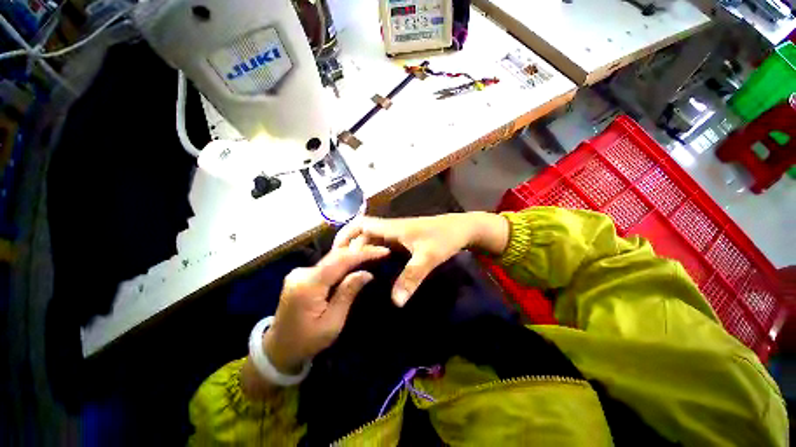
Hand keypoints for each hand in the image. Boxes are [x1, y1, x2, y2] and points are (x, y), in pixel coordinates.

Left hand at [263, 245, 390, 374]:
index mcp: (308, 285)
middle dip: (360, 252)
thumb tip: (366, 273)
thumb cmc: (307, 342)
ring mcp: (299, 272)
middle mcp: (301, 273)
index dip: (363, 253)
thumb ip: (347, 294)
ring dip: (352, 256)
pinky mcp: (301, 275)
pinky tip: (355, 264)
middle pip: (336, 256)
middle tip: (381, 252)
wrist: (277, 350)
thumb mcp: (332, 323)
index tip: (383, 251)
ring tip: (372, 255)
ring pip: (332, 259)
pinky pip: (327, 265)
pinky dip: (343, 263)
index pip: (340, 261)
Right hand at [333, 212, 508, 306]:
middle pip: (362, 234)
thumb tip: (395, 302)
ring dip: (361, 252)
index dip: (344, 236)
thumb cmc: (444, 238)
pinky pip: (382, 246)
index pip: (360, 225)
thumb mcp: (428, 257)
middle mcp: (390, 230)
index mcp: (391, 228)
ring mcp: (397, 235)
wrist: (461, 229)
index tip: (335, 255)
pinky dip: (373, 255)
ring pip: (372, 241)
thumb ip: (412, 277)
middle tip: (342, 271)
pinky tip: (374, 270)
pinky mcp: (403, 241)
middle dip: (350, 249)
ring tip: (353, 273)